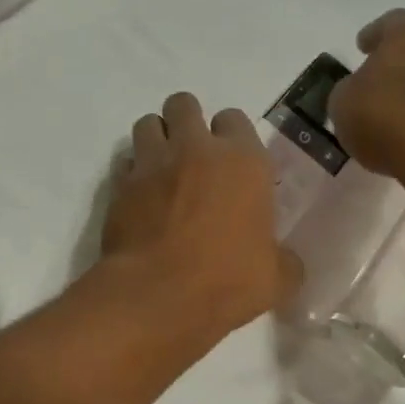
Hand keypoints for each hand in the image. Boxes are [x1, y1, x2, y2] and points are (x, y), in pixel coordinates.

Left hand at [103, 93, 301, 340]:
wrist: (156, 297)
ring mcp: (152, 164)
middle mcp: (195, 150)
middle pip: (185, 105)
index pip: (235, 118)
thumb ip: (283, 261)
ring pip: (148, 123)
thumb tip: (286, 262)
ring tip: (164, 170)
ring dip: (157, 139)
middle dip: (187, 122)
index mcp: (243, 162)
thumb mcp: (275, 280)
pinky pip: (125, 162)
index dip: (232, 137)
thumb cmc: (226, 283)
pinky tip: (140, 197)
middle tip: (193, 156)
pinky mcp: (118, 186)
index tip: (233, 165)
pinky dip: (132, 172)